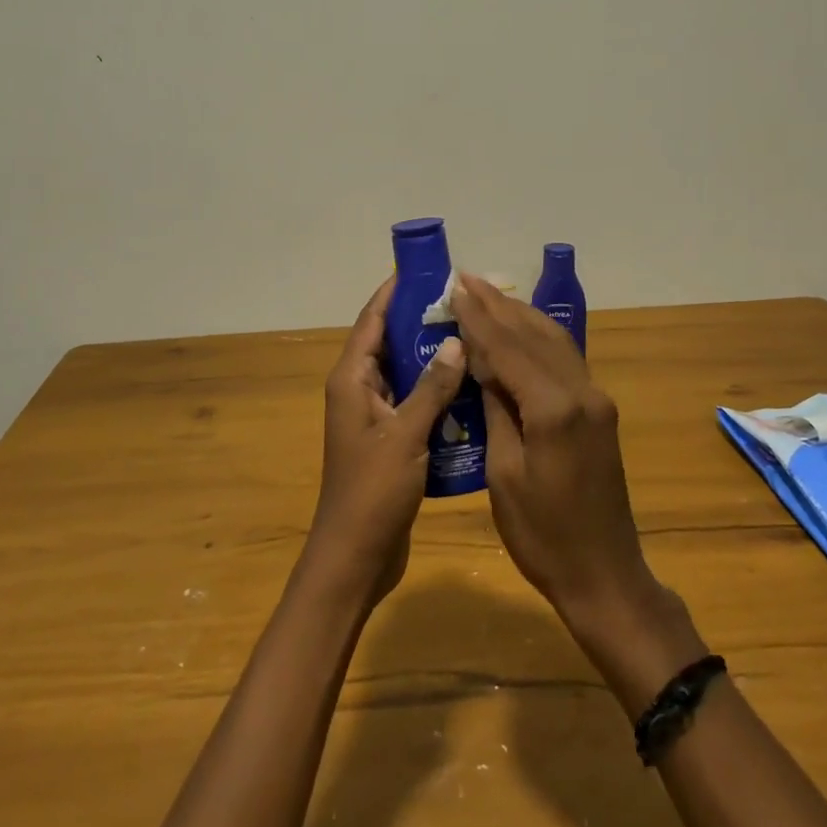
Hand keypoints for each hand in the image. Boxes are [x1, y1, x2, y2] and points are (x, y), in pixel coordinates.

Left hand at [309, 278, 466, 605]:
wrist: (355, 556)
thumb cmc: (373, 492)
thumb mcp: (406, 435)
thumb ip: (432, 387)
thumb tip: (455, 341)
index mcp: (351, 380)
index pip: (371, 320)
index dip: (395, 292)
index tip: (427, 270)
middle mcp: (359, 390)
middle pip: (389, 342)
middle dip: (422, 321)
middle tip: (465, 304)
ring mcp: (374, 416)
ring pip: (406, 372)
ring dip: (433, 357)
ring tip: (476, 336)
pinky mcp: (391, 438)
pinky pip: (415, 401)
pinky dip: (438, 390)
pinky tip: (472, 385)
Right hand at [450, 272, 660, 624]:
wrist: (604, 574)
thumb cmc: (543, 536)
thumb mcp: (504, 474)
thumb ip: (497, 410)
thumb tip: (483, 364)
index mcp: (554, 409)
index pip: (509, 348)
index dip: (479, 318)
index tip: (454, 289)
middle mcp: (582, 392)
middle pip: (534, 335)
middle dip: (498, 305)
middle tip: (466, 279)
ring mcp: (596, 400)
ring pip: (554, 341)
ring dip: (520, 315)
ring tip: (487, 294)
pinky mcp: (599, 411)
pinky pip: (565, 360)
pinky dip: (538, 338)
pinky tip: (519, 330)